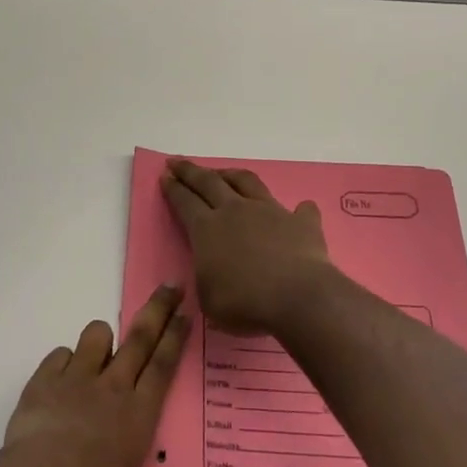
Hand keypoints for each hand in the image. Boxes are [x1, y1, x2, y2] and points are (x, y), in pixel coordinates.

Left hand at [3, 284, 188, 466]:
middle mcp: (113, 389)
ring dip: (99, 341)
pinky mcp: (44, 383)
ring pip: (95, 339)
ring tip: (100, 348)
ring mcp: (77, 380)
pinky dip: (59, 364)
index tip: (187, 309)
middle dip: (157, 309)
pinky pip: (56, 359)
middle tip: (170, 285)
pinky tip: (58, 376)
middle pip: (140, 337)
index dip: (176, 336)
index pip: (164, 366)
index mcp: (138, 416)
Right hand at [160, 159, 332, 335]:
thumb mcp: (208, 300)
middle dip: (190, 171)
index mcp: (207, 229)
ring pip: (245, 181)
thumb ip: (207, 278)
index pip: (184, 202)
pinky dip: (298, 209)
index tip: (165, 176)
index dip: (173, 189)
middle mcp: (235, 211)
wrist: (296, 297)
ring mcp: (269, 211)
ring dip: (231, 174)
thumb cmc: (245, 303)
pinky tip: (300, 209)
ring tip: (223, 172)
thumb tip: (212, 270)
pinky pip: (300, 210)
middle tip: (177, 162)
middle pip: (208, 182)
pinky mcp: (300, 222)